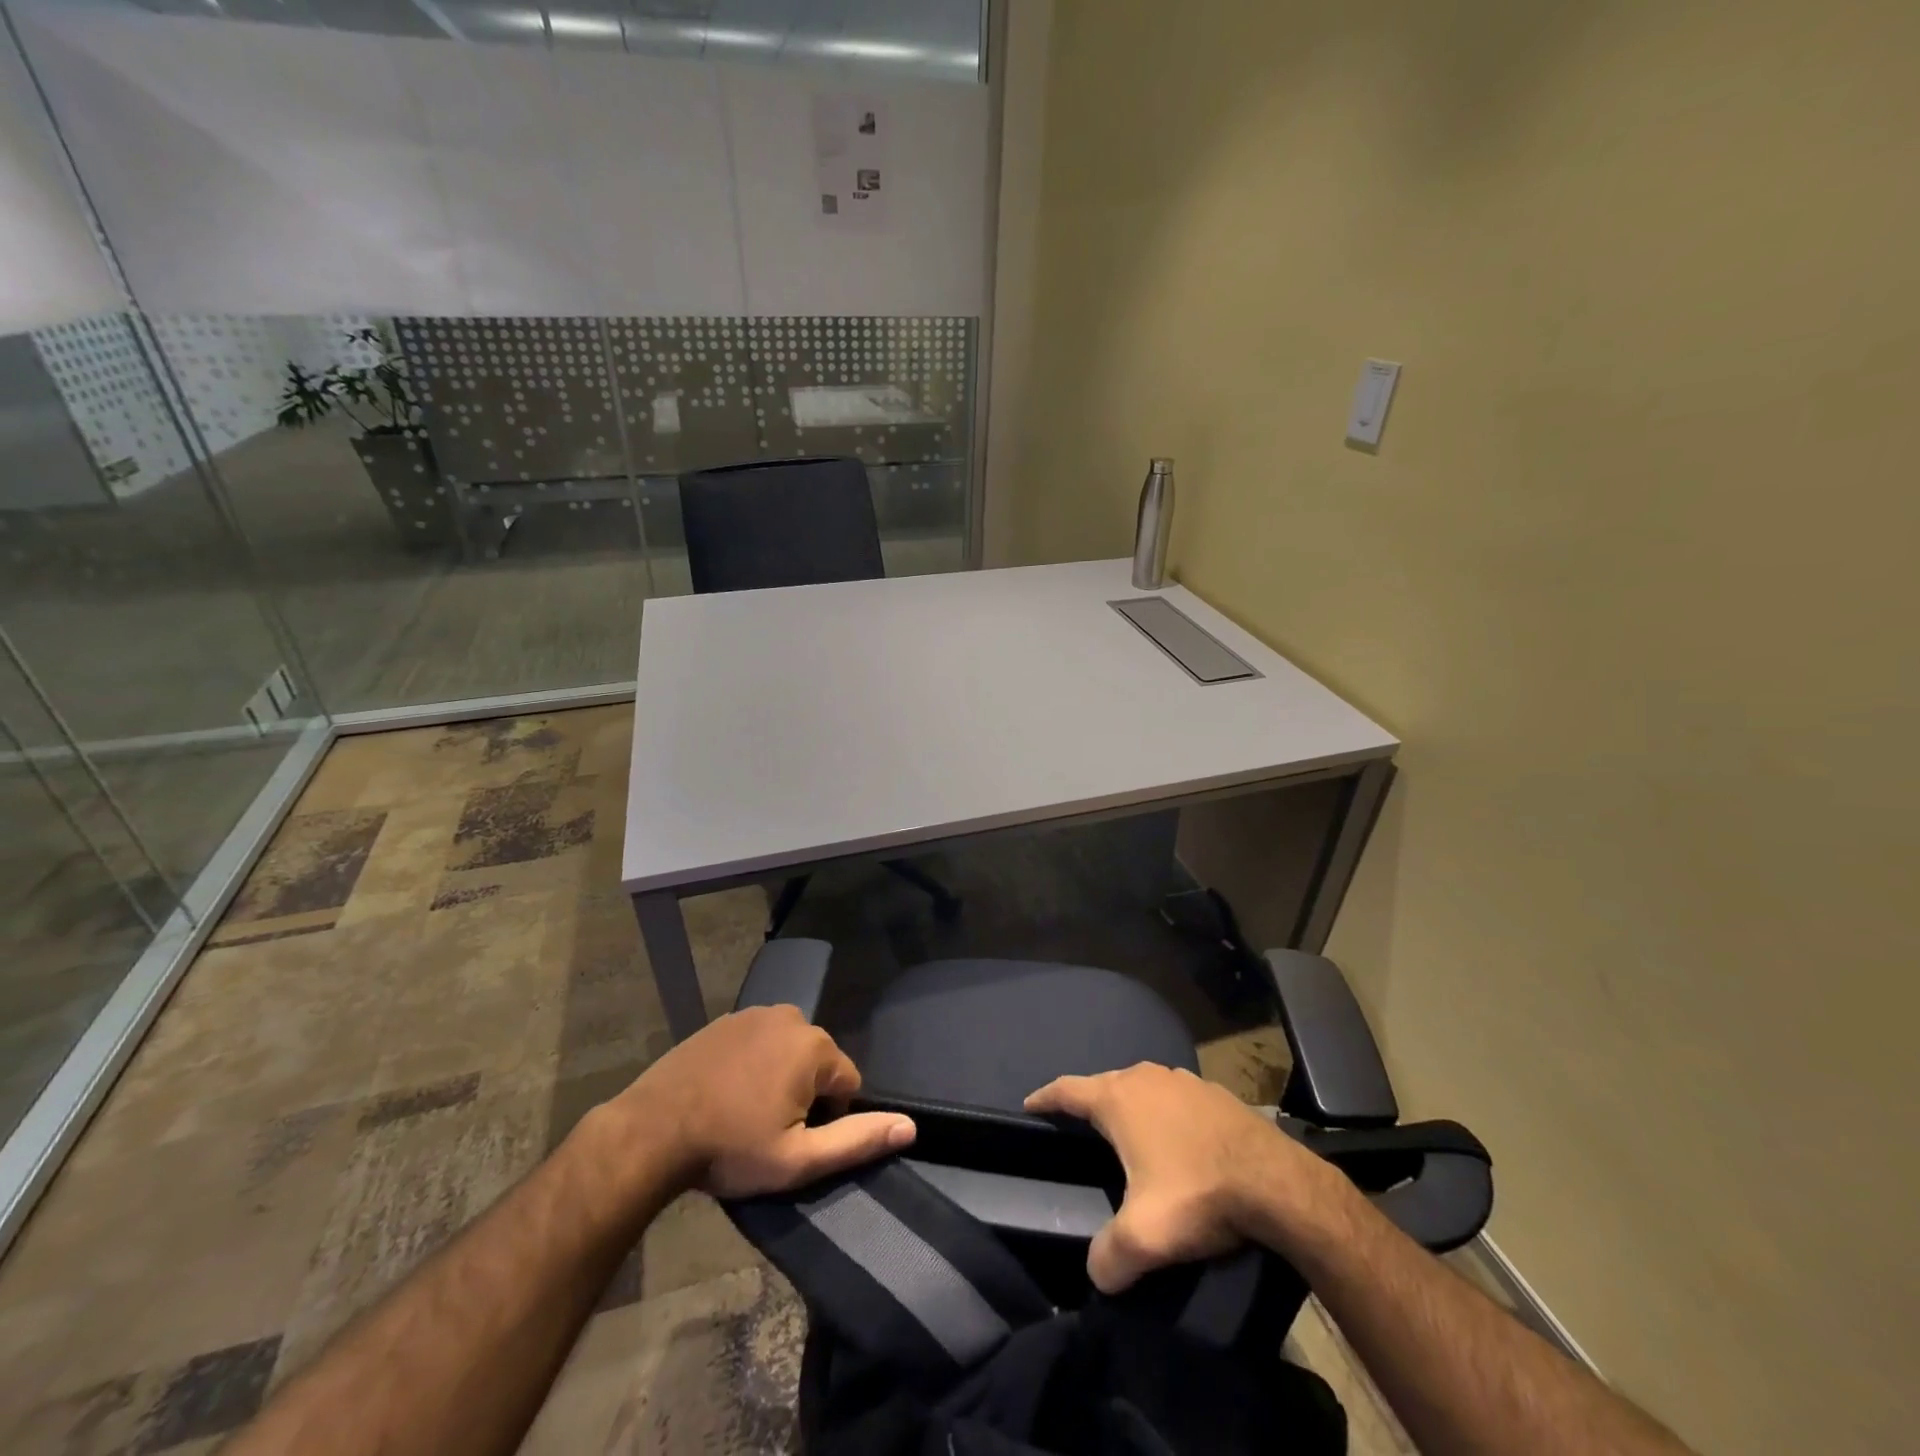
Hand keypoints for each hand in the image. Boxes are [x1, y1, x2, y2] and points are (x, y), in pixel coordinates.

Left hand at [626, 1006, 915, 1198]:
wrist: (652, 1131)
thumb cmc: (730, 1148)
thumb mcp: (798, 1160)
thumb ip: (857, 1140)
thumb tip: (911, 1126)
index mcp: (814, 1046)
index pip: (848, 1082)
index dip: (828, 1117)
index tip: (793, 1140)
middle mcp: (791, 1017)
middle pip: (818, 1062)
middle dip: (804, 1094)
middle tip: (767, 1130)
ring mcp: (754, 1013)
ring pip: (787, 1050)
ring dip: (778, 1077)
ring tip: (745, 1113)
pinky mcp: (724, 1020)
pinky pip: (757, 1042)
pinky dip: (751, 1064)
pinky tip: (725, 1094)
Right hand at [1026, 1063, 1335, 1291]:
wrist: (1277, 1182)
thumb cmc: (1198, 1194)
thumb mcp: (1144, 1236)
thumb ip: (1108, 1256)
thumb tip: (1097, 1275)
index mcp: (1119, 1099)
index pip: (1067, 1090)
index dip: (1045, 1098)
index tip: (1029, 1106)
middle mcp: (1146, 1077)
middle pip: (1104, 1084)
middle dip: (1088, 1103)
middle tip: (1078, 1129)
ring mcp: (1183, 1079)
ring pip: (1141, 1086)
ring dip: (1128, 1105)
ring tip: (1125, 1133)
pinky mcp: (1213, 1092)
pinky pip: (1173, 1097)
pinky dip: (1163, 1111)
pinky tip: (1175, 1137)